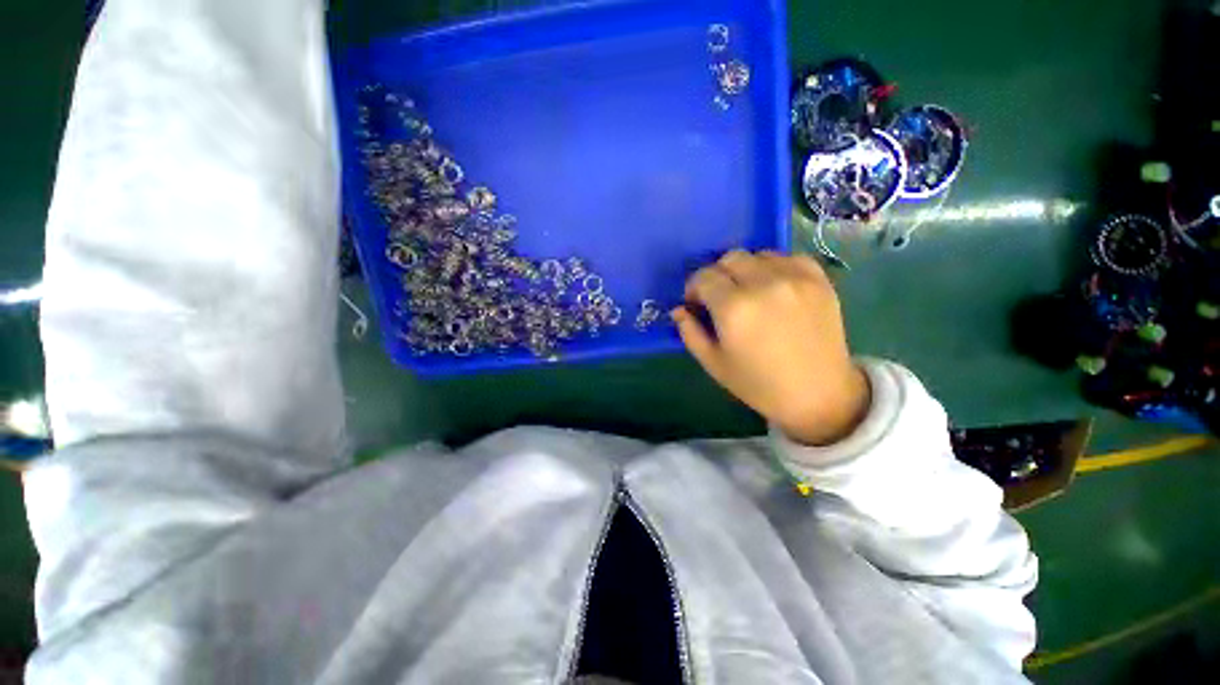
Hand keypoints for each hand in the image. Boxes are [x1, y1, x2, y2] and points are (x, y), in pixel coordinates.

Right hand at [672, 251, 870, 445]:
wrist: (818, 394)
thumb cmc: (759, 384)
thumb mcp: (713, 364)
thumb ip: (690, 333)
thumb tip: (678, 310)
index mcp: (734, 308)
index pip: (704, 277)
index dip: (694, 288)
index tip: (696, 303)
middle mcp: (763, 284)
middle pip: (729, 258)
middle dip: (717, 275)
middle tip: (720, 297)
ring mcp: (795, 278)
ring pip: (758, 255)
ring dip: (746, 269)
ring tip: (749, 292)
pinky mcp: (819, 280)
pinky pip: (789, 258)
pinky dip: (775, 267)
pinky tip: (775, 287)